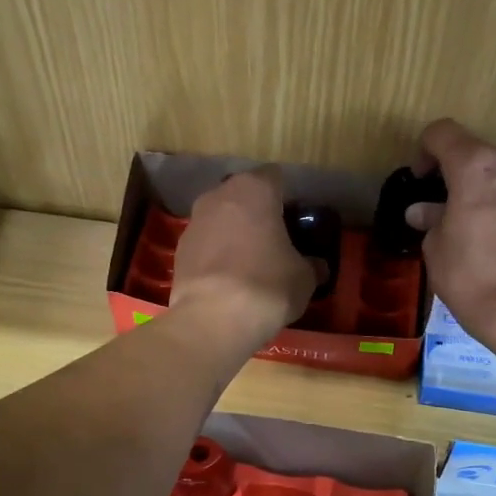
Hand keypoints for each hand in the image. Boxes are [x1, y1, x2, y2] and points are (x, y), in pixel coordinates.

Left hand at [171, 166, 316, 347]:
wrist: (213, 318)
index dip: (287, 198)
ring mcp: (194, 220)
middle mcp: (220, 194)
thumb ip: (311, 264)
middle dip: (257, 212)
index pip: (276, 178)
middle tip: (274, 240)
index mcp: (255, 189)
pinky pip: (205, 243)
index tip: (295, 221)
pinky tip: (227, 279)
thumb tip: (316, 266)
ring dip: (234, 232)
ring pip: (221, 217)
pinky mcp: (178, 248)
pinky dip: (216, 253)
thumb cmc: (267, 286)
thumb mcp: (304, 278)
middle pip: (243, 195)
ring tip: (249, 262)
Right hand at [408, 119, 495, 341]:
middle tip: (453, 211)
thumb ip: (431, 219)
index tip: (422, 180)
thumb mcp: (436, 248)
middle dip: (465, 177)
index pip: (443, 133)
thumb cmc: (470, 277)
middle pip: (482, 155)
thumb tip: (423, 211)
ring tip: (488, 229)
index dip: (426, 151)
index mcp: (476, 166)